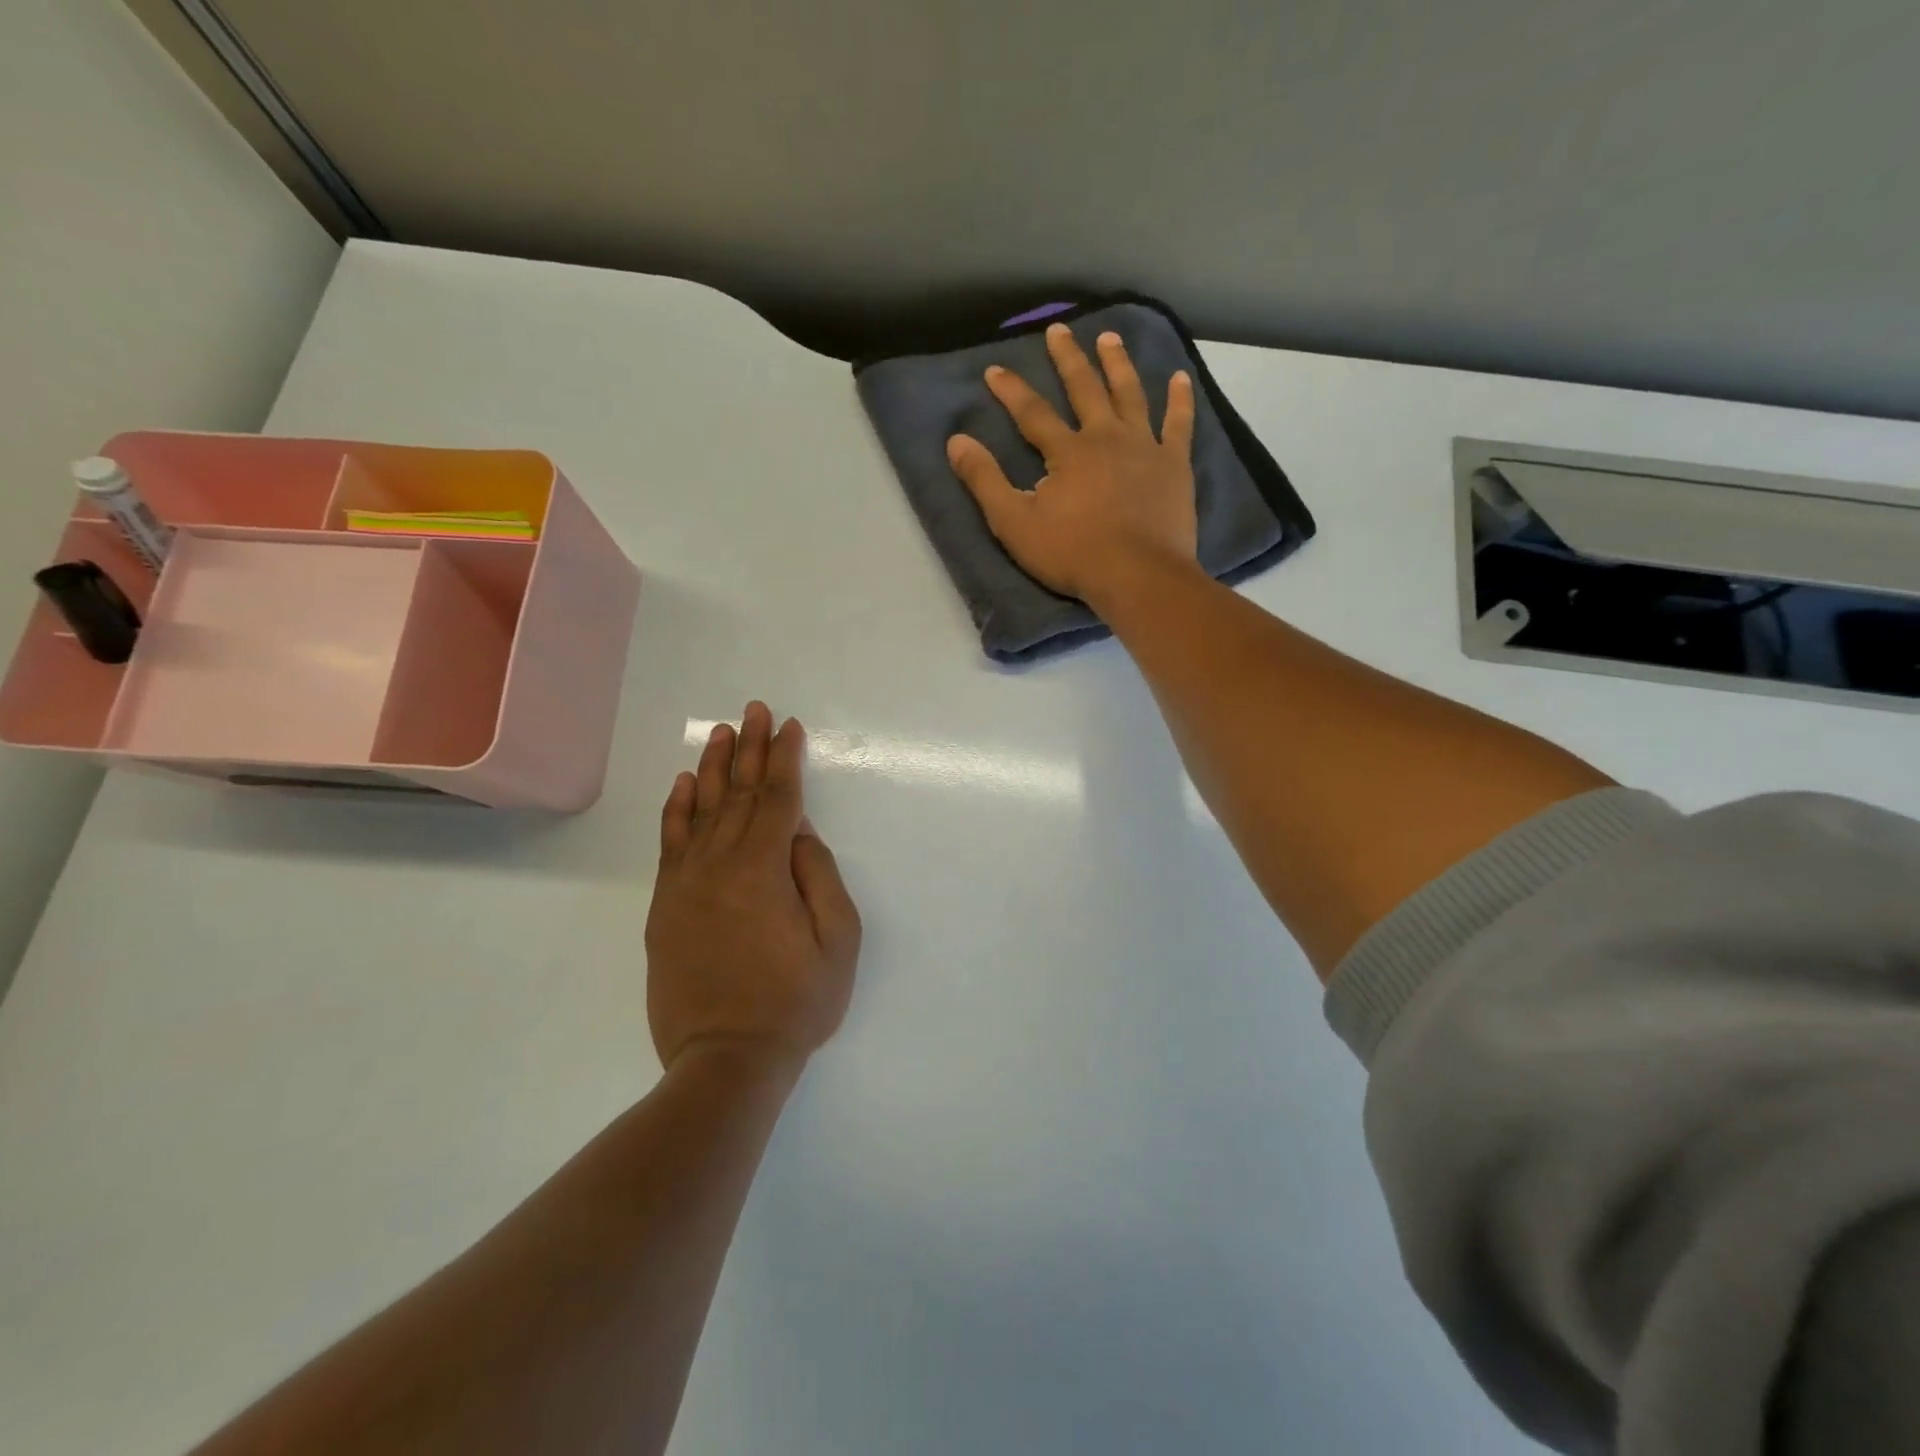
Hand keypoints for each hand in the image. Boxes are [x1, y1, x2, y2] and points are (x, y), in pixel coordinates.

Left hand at [645, 702, 861, 1072]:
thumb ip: (819, 875)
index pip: (777, 799)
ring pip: (700, 810)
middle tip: (755, 709)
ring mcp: (686, 884)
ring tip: (722, 731)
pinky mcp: (666, 906)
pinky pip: (670, 843)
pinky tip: (682, 784)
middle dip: (750, 748)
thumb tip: (797, 833)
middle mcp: (719, 865)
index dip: (785, 759)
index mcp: (763, 870)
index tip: (790, 726)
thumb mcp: (838, 941)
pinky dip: (676, 810)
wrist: (725, 1061)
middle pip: (737, 794)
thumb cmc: (795, 1004)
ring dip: (713, 767)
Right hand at [946, 323, 1198, 609]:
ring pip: (1130, 395)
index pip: (1032, 412)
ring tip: (1110, 338)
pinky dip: (1179, 400)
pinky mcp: (1174, 466)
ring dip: (1118, 364)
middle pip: (1085, 388)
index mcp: (1067, 452)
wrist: (1138, 576)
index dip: (1011, 390)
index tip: (995, 369)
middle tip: (1059, 330)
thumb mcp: (1015, 523)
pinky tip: (1179, 378)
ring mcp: (1144, 448)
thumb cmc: (1073, 554)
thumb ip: (985, 481)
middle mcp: (1106, 437)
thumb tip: (956, 441)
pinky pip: (1178, 425)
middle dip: (1068, 358)